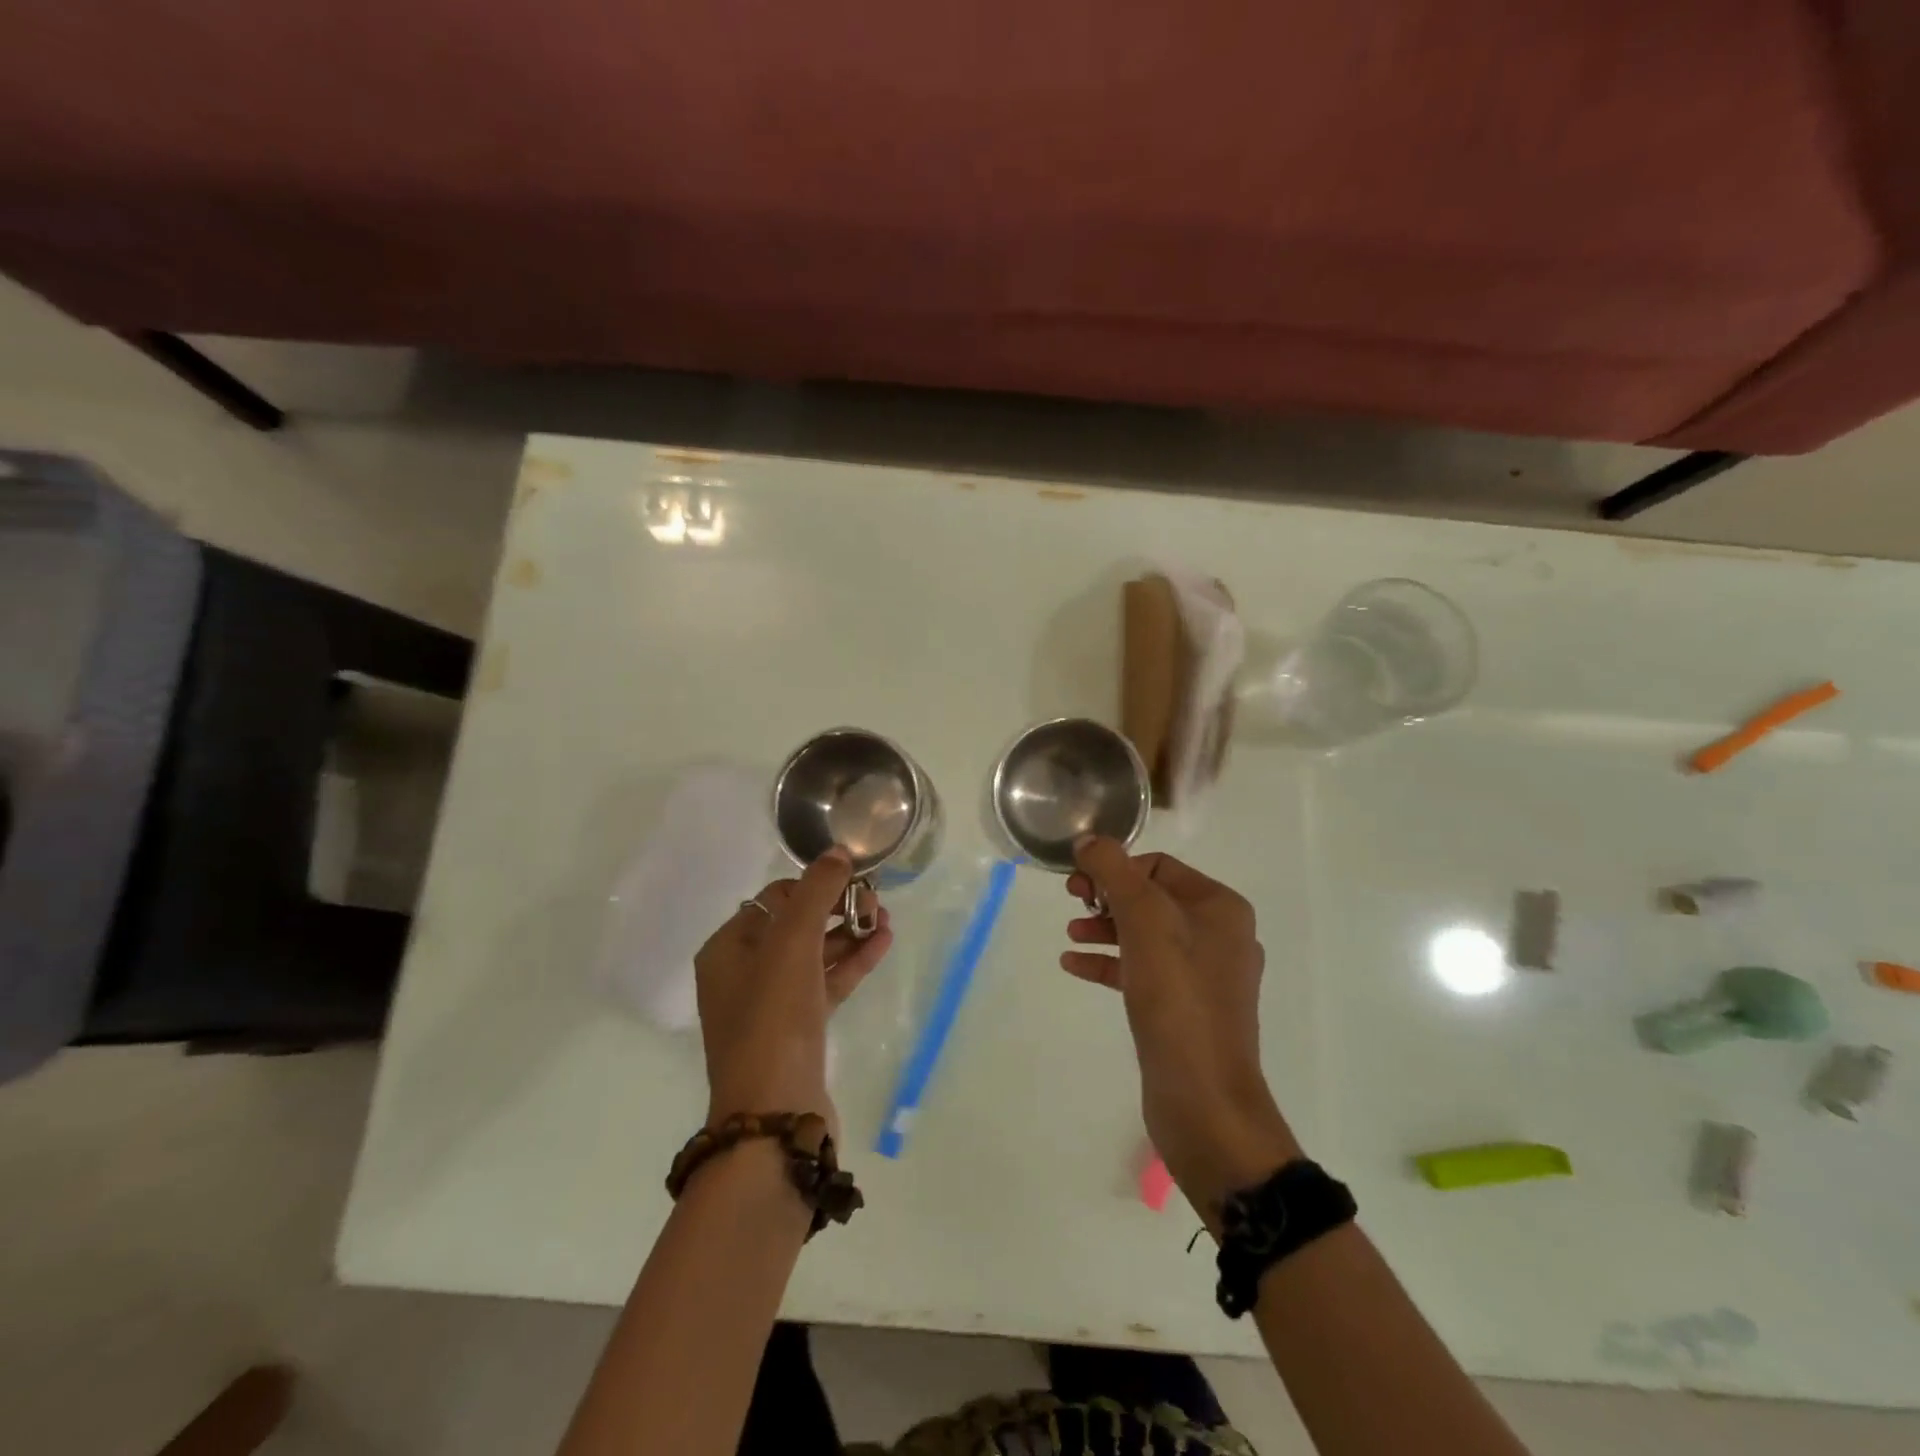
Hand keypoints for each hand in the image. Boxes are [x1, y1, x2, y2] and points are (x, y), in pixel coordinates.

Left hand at [694, 848, 893, 1135]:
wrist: (776, 1114)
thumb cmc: (774, 1018)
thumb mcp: (792, 944)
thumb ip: (816, 892)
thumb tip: (838, 852)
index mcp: (727, 949)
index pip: (773, 900)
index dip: (813, 886)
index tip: (850, 881)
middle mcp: (744, 974)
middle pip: (796, 925)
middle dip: (837, 908)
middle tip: (875, 901)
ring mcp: (772, 1005)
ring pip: (815, 955)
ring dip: (850, 934)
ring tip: (887, 919)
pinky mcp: (799, 1030)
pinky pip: (828, 983)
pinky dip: (853, 963)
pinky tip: (883, 943)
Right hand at [1064, 837, 1299, 1216]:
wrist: (1204, 1100)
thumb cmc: (1178, 999)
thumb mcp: (1145, 922)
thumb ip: (1115, 873)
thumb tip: (1089, 840)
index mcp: (1220, 908)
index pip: (1158, 866)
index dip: (1115, 868)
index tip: (1079, 886)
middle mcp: (1218, 935)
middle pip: (1151, 898)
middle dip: (1108, 897)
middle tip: (1073, 903)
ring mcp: (1203, 976)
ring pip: (1145, 935)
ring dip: (1105, 928)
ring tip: (1070, 935)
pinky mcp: (1185, 1010)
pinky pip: (1142, 971)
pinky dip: (1109, 962)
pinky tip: (1074, 965)